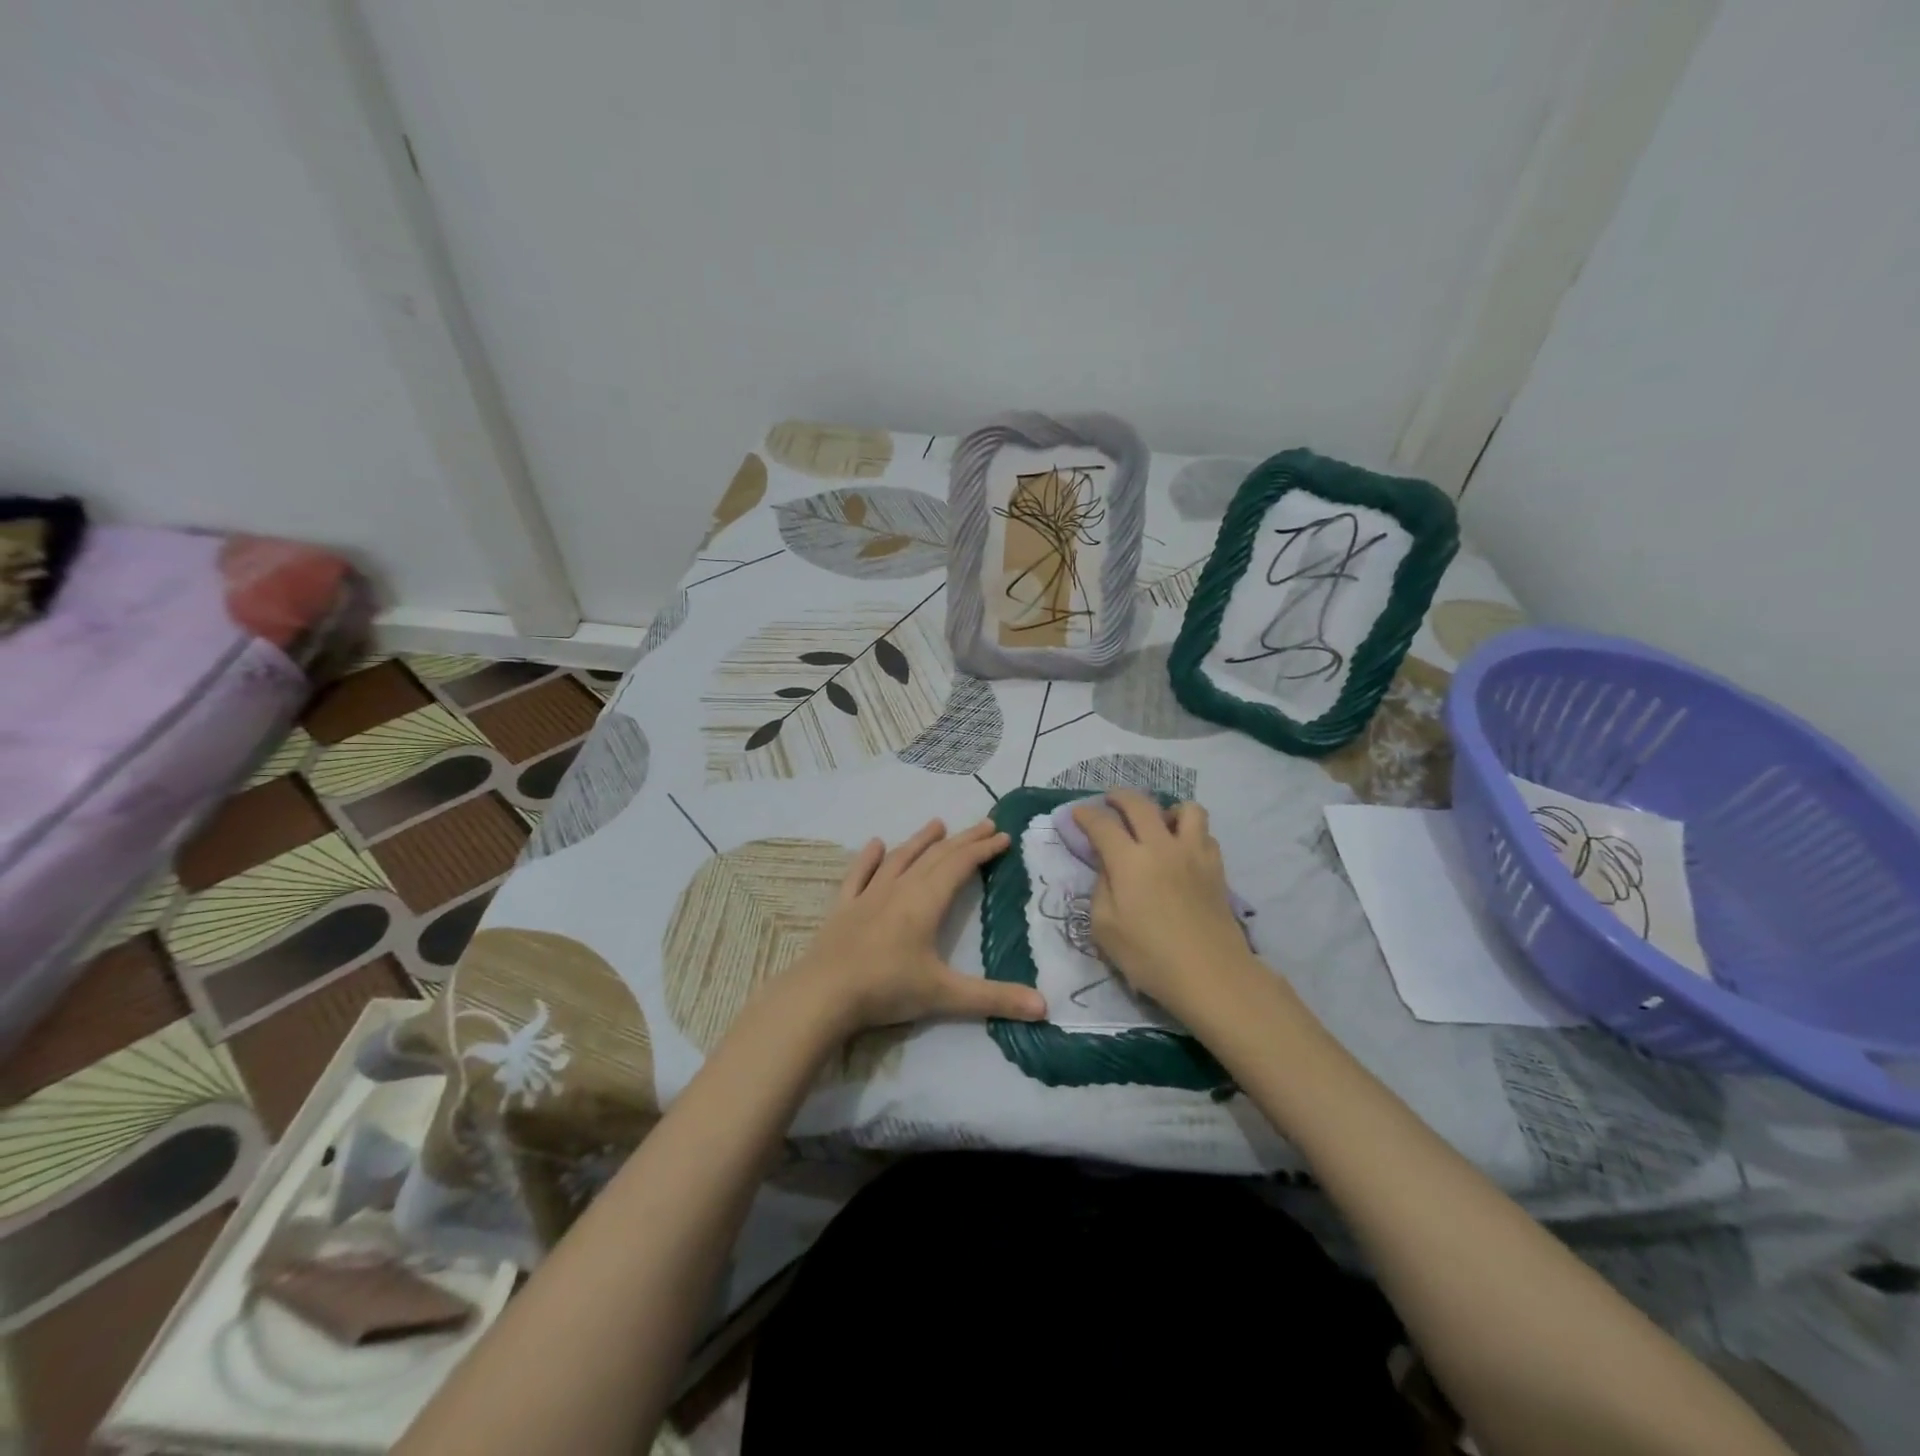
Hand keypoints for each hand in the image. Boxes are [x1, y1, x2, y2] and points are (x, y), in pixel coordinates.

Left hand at [790, 818, 1047, 1036]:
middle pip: (936, 857)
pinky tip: (875, 844)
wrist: (823, 995)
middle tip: (986, 825)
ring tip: (938, 824)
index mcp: (925, 903)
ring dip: (921, 841)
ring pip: (900, 859)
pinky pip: (858, 875)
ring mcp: (868, 896)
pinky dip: (869, 858)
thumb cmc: (886, 989)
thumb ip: (994, 999)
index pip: (960, 866)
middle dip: (963, 840)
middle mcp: (899, 890)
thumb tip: (1045, 1007)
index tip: (1004, 837)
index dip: (983, 850)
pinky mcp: (843, 907)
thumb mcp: (945, 996)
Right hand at [1072, 789, 1260, 1017]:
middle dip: (1120, 797)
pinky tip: (1182, 850)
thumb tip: (1107, 868)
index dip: (1086, 815)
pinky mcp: (1216, 868)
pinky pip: (1204, 834)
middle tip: (1110, 801)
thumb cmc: (1150, 957)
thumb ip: (1100, 889)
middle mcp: (1162, 846)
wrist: (1212, 975)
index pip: (1102, 824)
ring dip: (1166, 809)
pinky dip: (1190, 833)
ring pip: (1185, 809)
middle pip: (1140, 804)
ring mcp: (1194, 854)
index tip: (1077, 814)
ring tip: (1157, 824)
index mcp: (1129, 860)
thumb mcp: (1105, 928)